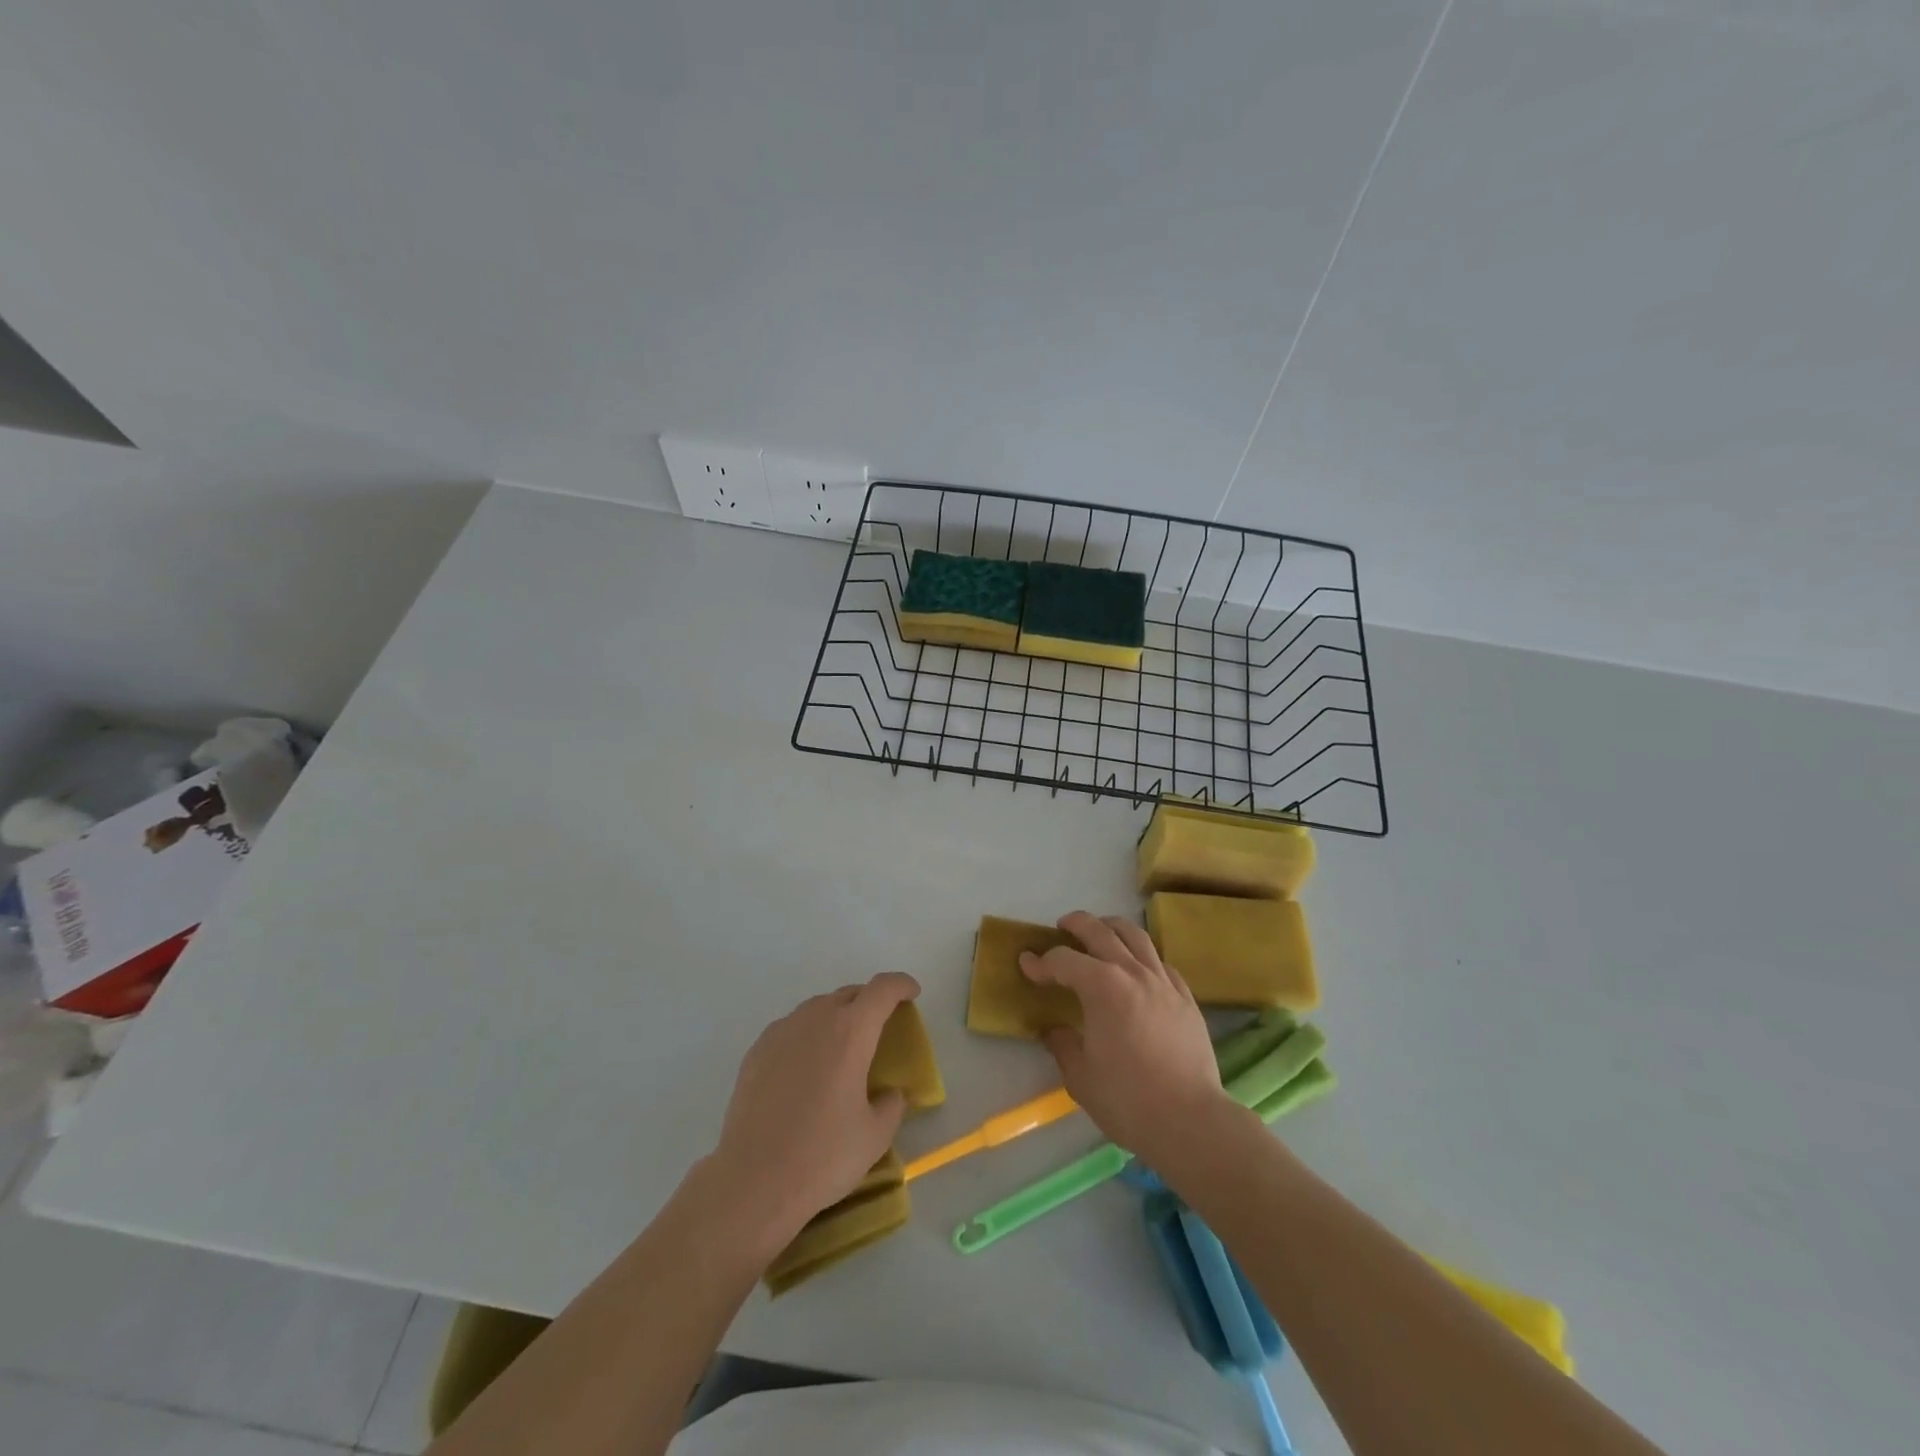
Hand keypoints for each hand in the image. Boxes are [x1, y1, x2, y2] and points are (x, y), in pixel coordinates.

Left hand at [709, 972, 918, 1249]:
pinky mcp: (756, 1051)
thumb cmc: (823, 1155)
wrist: (753, 1180)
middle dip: (869, 1002)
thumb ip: (891, 1105)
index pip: (882, 989)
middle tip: (879, 1026)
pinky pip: (791, 1029)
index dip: (901, 985)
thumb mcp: (875, 1136)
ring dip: (836, 1017)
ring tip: (842, 1047)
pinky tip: (806, 1067)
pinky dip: (807, 1035)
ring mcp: (781, 1032)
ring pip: (817, 1008)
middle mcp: (816, 1019)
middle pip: (849, 994)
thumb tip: (889, 1093)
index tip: (912, 993)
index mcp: (851, 1032)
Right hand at [1021, 911, 1228, 1163]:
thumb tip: (1054, 1031)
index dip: (1041, 961)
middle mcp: (1132, 972)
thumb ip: (1063, 1045)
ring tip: (1100, 931)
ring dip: (1112, 927)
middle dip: (1076, 924)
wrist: (1191, 1120)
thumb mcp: (1080, 1077)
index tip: (1027, 964)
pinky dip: (1142, 955)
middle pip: (1100, 931)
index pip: (1064, 961)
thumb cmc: (1128, 1099)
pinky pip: (1160, 962)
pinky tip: (1137, 968)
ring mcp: (1163, 981)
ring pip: (1136, 936)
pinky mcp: (1185, 997)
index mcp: (1101, 987)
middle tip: (1061, 927)